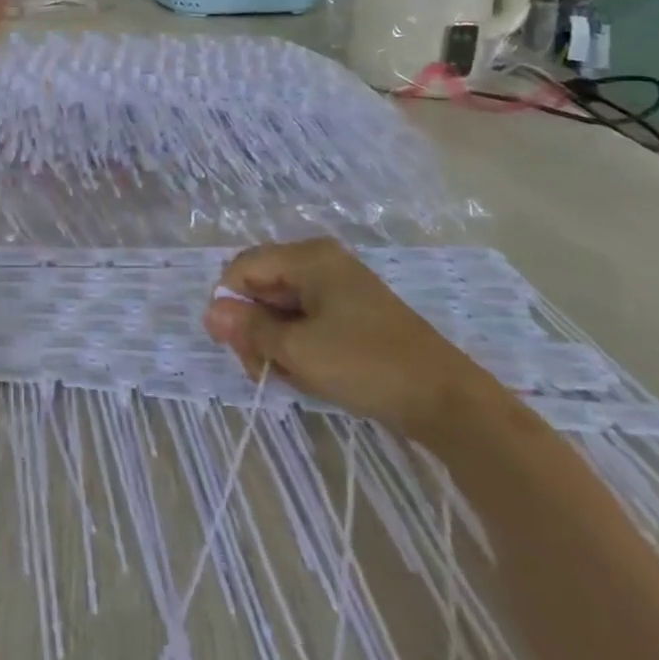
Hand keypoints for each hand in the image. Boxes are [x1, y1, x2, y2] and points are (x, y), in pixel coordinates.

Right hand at [202, 239, 498, 438]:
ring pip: (282, 309)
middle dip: (255, 330)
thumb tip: (210, 312)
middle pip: (261, 287)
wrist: (448, 402)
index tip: (239, 350)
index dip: (231, 306)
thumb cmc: (366, 365)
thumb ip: (249, 328)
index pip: (242, 268)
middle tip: (264, 371)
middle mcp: (321, 263)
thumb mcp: (298, 349)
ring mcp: (339, 288)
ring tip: (292, 378)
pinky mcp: (352, 315)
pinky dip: (300, 347)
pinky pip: (307, 322)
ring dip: (276, 344)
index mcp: (308, 257)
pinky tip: (310, 376)